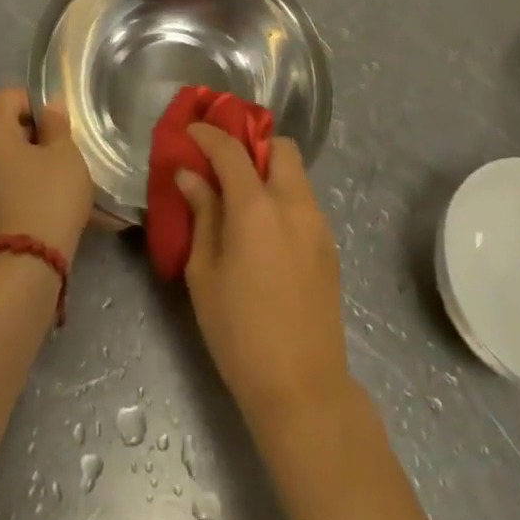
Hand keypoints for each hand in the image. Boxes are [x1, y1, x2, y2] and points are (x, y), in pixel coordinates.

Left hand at [0, 87, 93, 259]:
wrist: (25, 264)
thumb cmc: (49, 197)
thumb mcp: (65, 154)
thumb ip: (56, 123)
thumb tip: (50, 105)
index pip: (8, 96)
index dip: (34, 101)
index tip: (57, 123)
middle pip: (3, 125)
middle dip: (32, 132)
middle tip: (61, 150)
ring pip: (2, 154)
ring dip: (27, 158)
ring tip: (55, 176)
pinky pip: (0, 179)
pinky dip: (19, 180)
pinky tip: (43, 197)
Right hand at [177, 124, 351, 424]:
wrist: (302, 388)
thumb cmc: (239, 332)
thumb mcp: (205, 273)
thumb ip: (202, 215)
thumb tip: (190, 175)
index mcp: (257, 207)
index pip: (231, 150)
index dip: (208, 134)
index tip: (190, 131)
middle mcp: (293, 203)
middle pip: (279, 147)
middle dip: (252, 144)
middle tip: (225, 163)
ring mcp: (317, 224)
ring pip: (296, 173)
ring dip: (269, 170)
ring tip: (242, 198)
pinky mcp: (329, 246)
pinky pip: (304, 201)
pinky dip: (283, 197)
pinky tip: (264, 230)